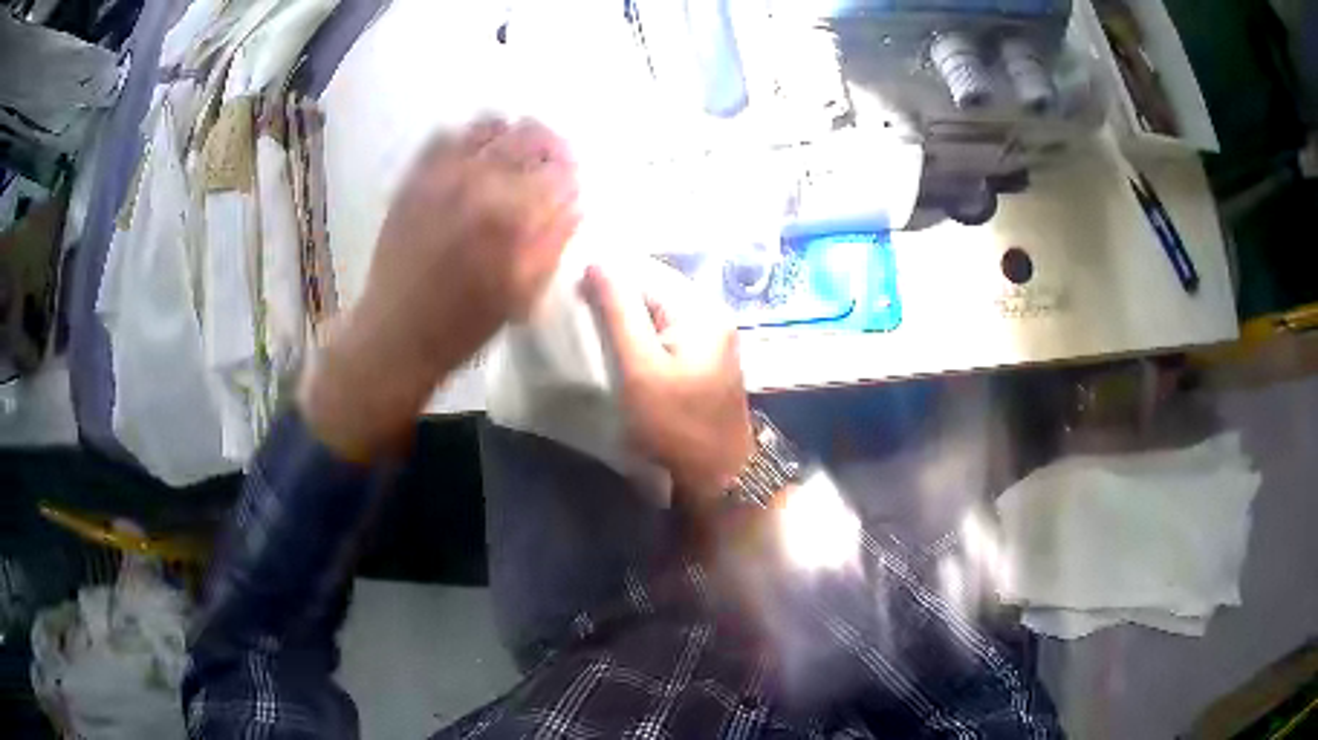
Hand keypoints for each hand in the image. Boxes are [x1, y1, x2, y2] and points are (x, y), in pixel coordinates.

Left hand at [302, 118, 578, 458]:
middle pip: (531, 135)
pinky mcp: (415, 178)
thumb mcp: (524, 292)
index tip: (572, 181)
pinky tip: (473, 157)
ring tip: (514, 155)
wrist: (397, 333)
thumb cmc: (465, 323)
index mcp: (513, 217)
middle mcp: (481, 184)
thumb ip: (555, 241)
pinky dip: (467, 137)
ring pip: (490, 125)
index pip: (561, 170)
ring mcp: (442, 176)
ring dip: (512, 134)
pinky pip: (446, 135)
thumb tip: (575, 201)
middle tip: (551, 162)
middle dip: (550, 145)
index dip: (572, 172)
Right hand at [583, 261, 753, 502]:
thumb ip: (619, 312)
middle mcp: (712, 312)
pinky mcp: (706, 355)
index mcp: (701, 308)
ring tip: (591, 320)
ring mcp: (713, 334)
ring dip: (626, 312)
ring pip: (659, 308)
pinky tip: (620, 341)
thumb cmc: (675, 424)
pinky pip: (668, 328)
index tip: (571, 286)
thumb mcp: (640, 368)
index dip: (607, 274)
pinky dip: (642, 330)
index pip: (646, 271)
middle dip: (616, 293)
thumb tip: (597, 262)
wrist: (718, 474)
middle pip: (655, 287)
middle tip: (577, 303)